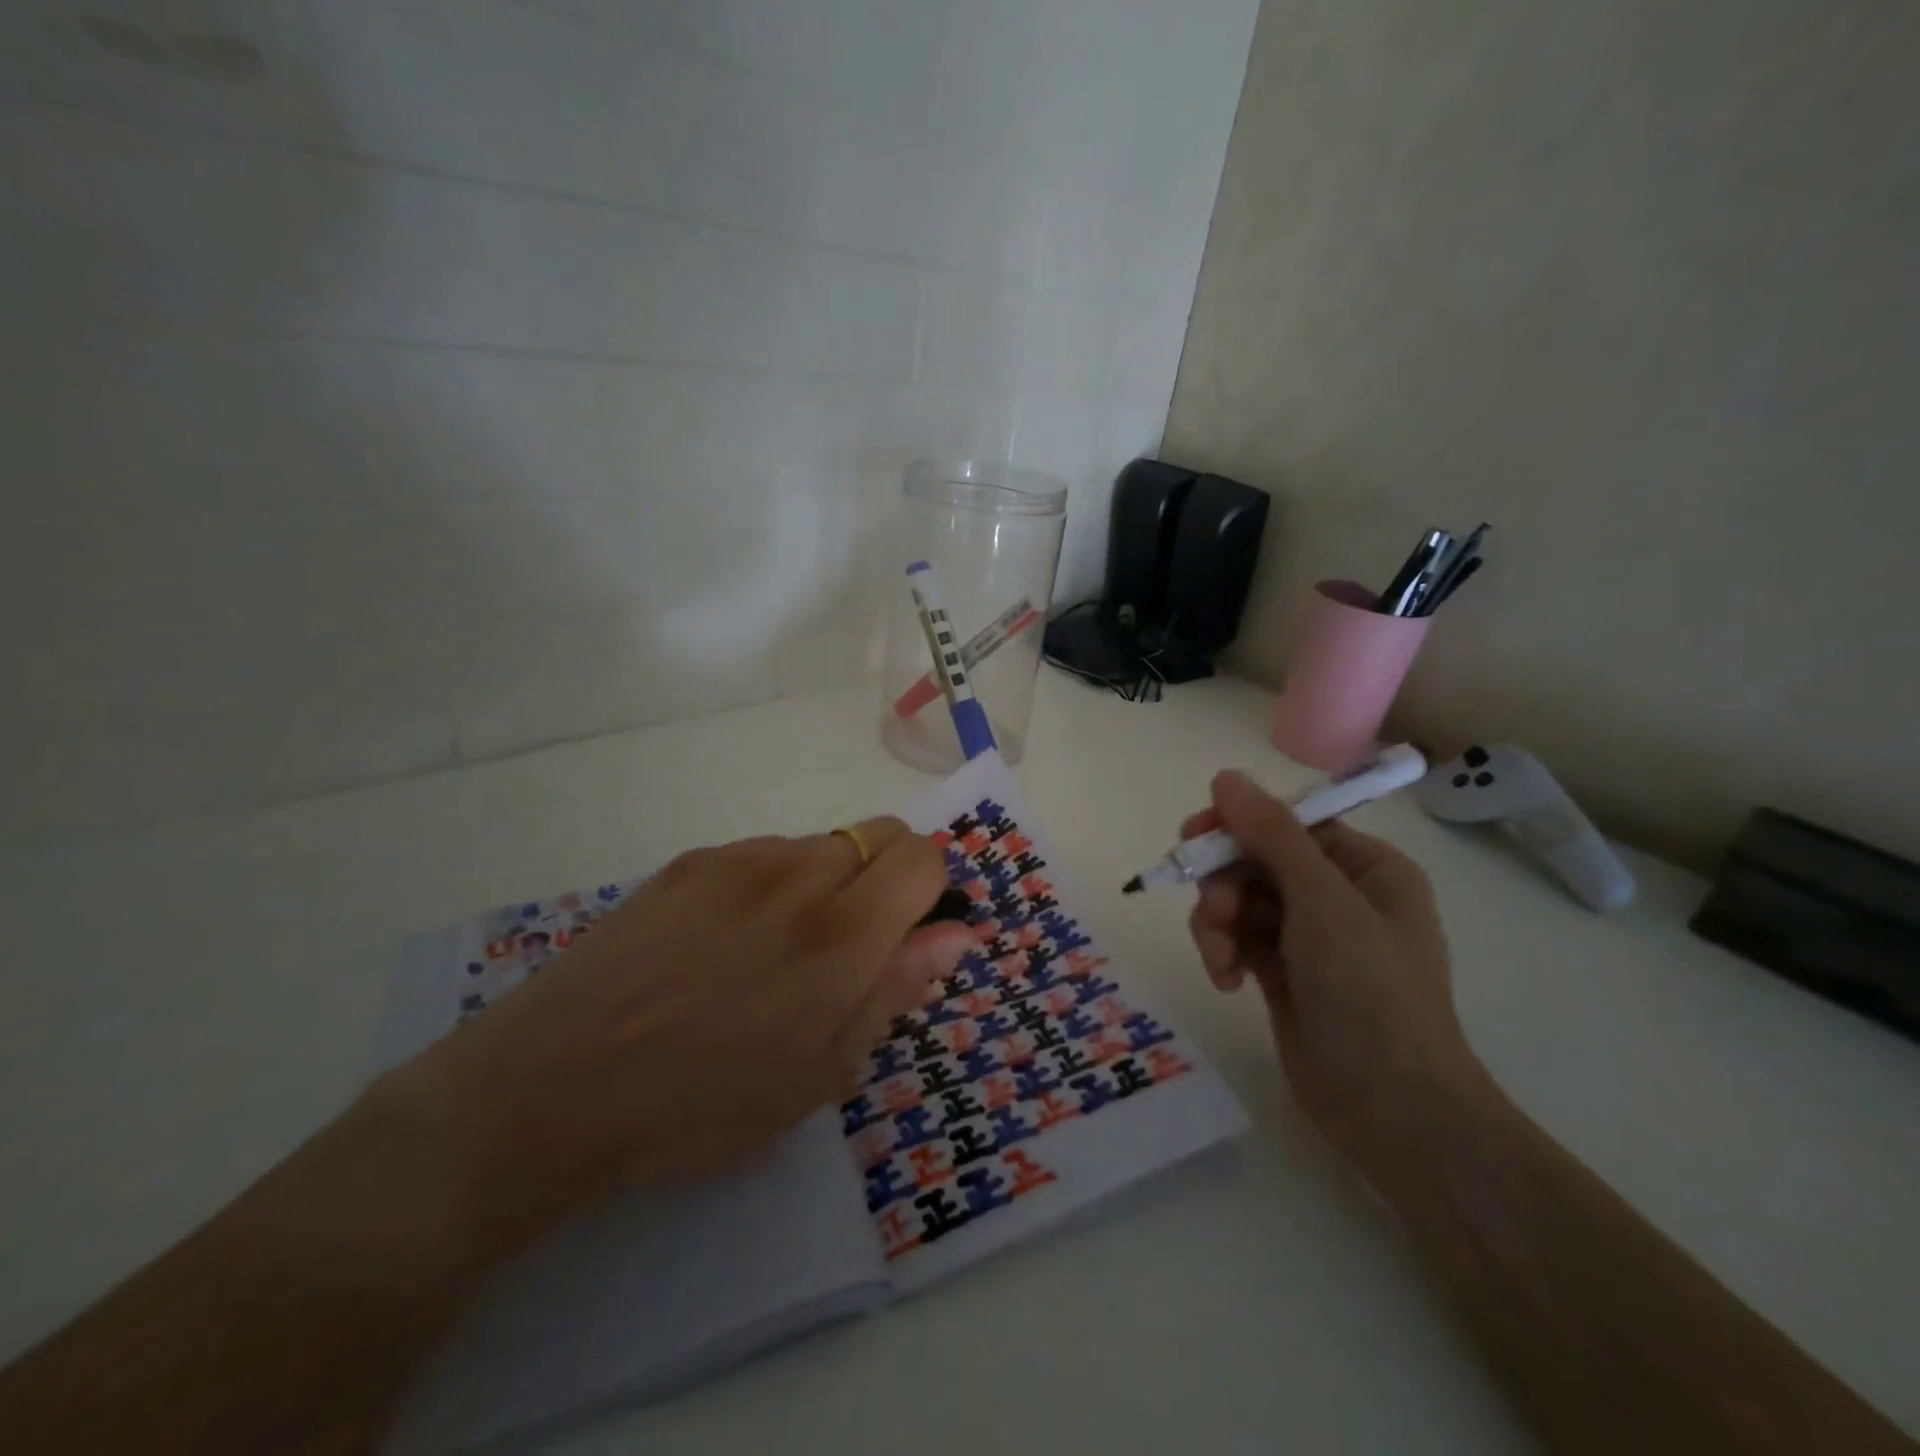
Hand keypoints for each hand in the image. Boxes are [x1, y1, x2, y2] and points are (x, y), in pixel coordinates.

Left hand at [378, 818, 970, 1255]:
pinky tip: (725, 941)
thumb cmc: (702, 1102)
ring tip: (776, 952)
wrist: (553, 1084)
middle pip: (880, 833)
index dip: (931, 891)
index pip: (924, 857)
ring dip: (829, 882)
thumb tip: (957, 934)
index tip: (909, 936)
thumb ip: (896, 988)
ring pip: (822, 844)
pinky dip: (774, 882)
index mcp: (842, 932)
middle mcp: (799, 873)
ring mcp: (739, 859)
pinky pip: (763, 852)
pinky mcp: (691, 860)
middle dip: (888, 877)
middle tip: (853, 947)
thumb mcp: (820, 1072)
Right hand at [1183, 772, 1487, 1170]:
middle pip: (1256, 861)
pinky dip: (1224, 953)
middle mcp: (1338, 894)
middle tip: (1214, 914)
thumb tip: (1225, 777)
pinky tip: (1226, 981)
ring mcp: (1309, 937)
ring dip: (1218, 924)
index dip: (1238, 825)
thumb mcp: (1322, 903)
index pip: (1288, 823)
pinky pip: (1238, 939)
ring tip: (1219, 959)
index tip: (1194, 839)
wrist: (1394, 1112)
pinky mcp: (1283, 973)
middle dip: (1224, 886)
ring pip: (1239, 901)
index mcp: (1365, 867)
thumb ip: (1271, 835)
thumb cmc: (1371, 993)